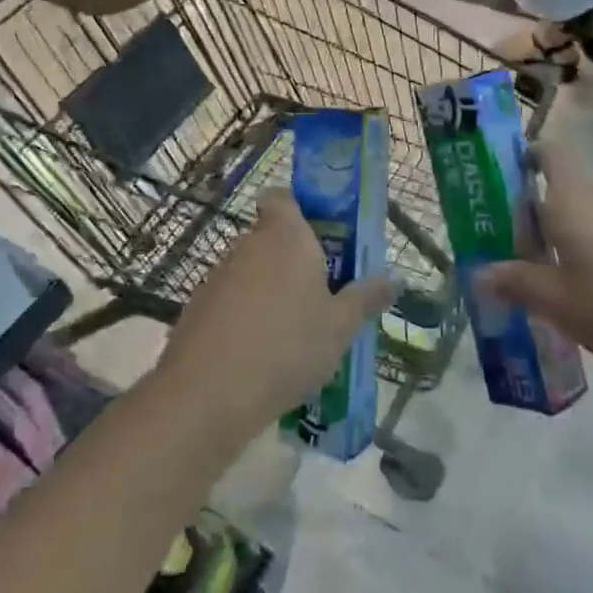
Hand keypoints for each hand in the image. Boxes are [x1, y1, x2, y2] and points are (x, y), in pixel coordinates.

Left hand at [156, 190, 392, 434]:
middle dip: (293, 260)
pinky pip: (230, 301)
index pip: (282, 197)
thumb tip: (396, 278)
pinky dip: (245, 316)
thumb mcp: (340, 327)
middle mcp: (248, 245)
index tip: (320, 235)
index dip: (297, 209)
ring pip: (250, 271)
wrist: (208, 395)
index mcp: (286, 236)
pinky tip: (260, 354)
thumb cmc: (287, 347)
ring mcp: (217, 275)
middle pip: (270, 237)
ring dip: (269, 290)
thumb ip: (366, 298)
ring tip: (294, 331)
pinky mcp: (197, 308)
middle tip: (322, 293)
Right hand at [476, 148, 592, 387]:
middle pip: (562, 192)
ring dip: (564, 238)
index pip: (550, 154)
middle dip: (535, 216)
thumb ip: (515, 282)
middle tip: (511, 251)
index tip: (508, 177)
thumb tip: (479, 272)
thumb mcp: (555, 302)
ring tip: (547, 281)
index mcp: (572, 201)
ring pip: (587, 218)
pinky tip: (591, 296)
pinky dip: (592, 254)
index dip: (528, 156)